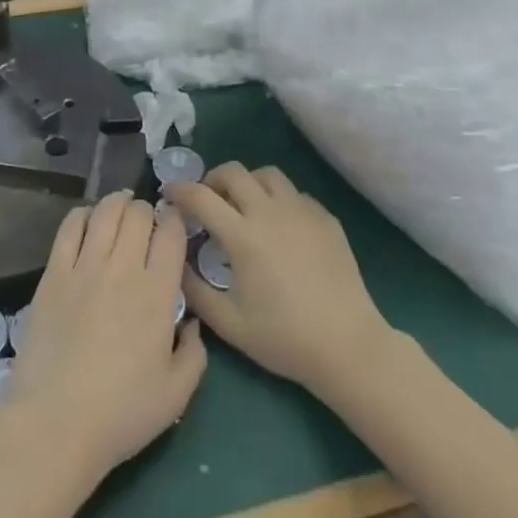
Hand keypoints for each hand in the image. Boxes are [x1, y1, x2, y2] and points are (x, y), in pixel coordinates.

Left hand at [0, 193, 206, 485]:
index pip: (172, 234)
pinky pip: (69, 226)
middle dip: (147, 210)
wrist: (55, 423)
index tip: (174, 225)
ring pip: (105, 212)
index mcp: (157, 293)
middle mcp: (123, 268)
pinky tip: (87, 220)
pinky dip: (82, 214)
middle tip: (147, 221)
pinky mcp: (54, 273)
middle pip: (138, 214)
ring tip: (121, 207)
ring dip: (117, 203)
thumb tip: (192, 322)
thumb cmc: (121, 413)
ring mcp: (85, 267)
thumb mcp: (176, 394)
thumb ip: (195, 353)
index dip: (175, 221)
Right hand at [169, 164, 395, 395]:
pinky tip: (279, 226)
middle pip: (234, 171)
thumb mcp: (229, 324)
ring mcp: (302, 211)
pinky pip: (295, 194)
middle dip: (212, 179)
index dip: (179, 190)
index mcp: (243, 235)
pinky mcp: (326, 218)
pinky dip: (278, 200)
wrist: (348, 345)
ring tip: (244, 206)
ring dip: (247, 183)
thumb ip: (194, 291)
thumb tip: (175, 263)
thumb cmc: (284, 338)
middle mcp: (271, 212)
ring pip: (268, 174)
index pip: (201, 196)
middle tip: (207, 200)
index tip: (169, 194)